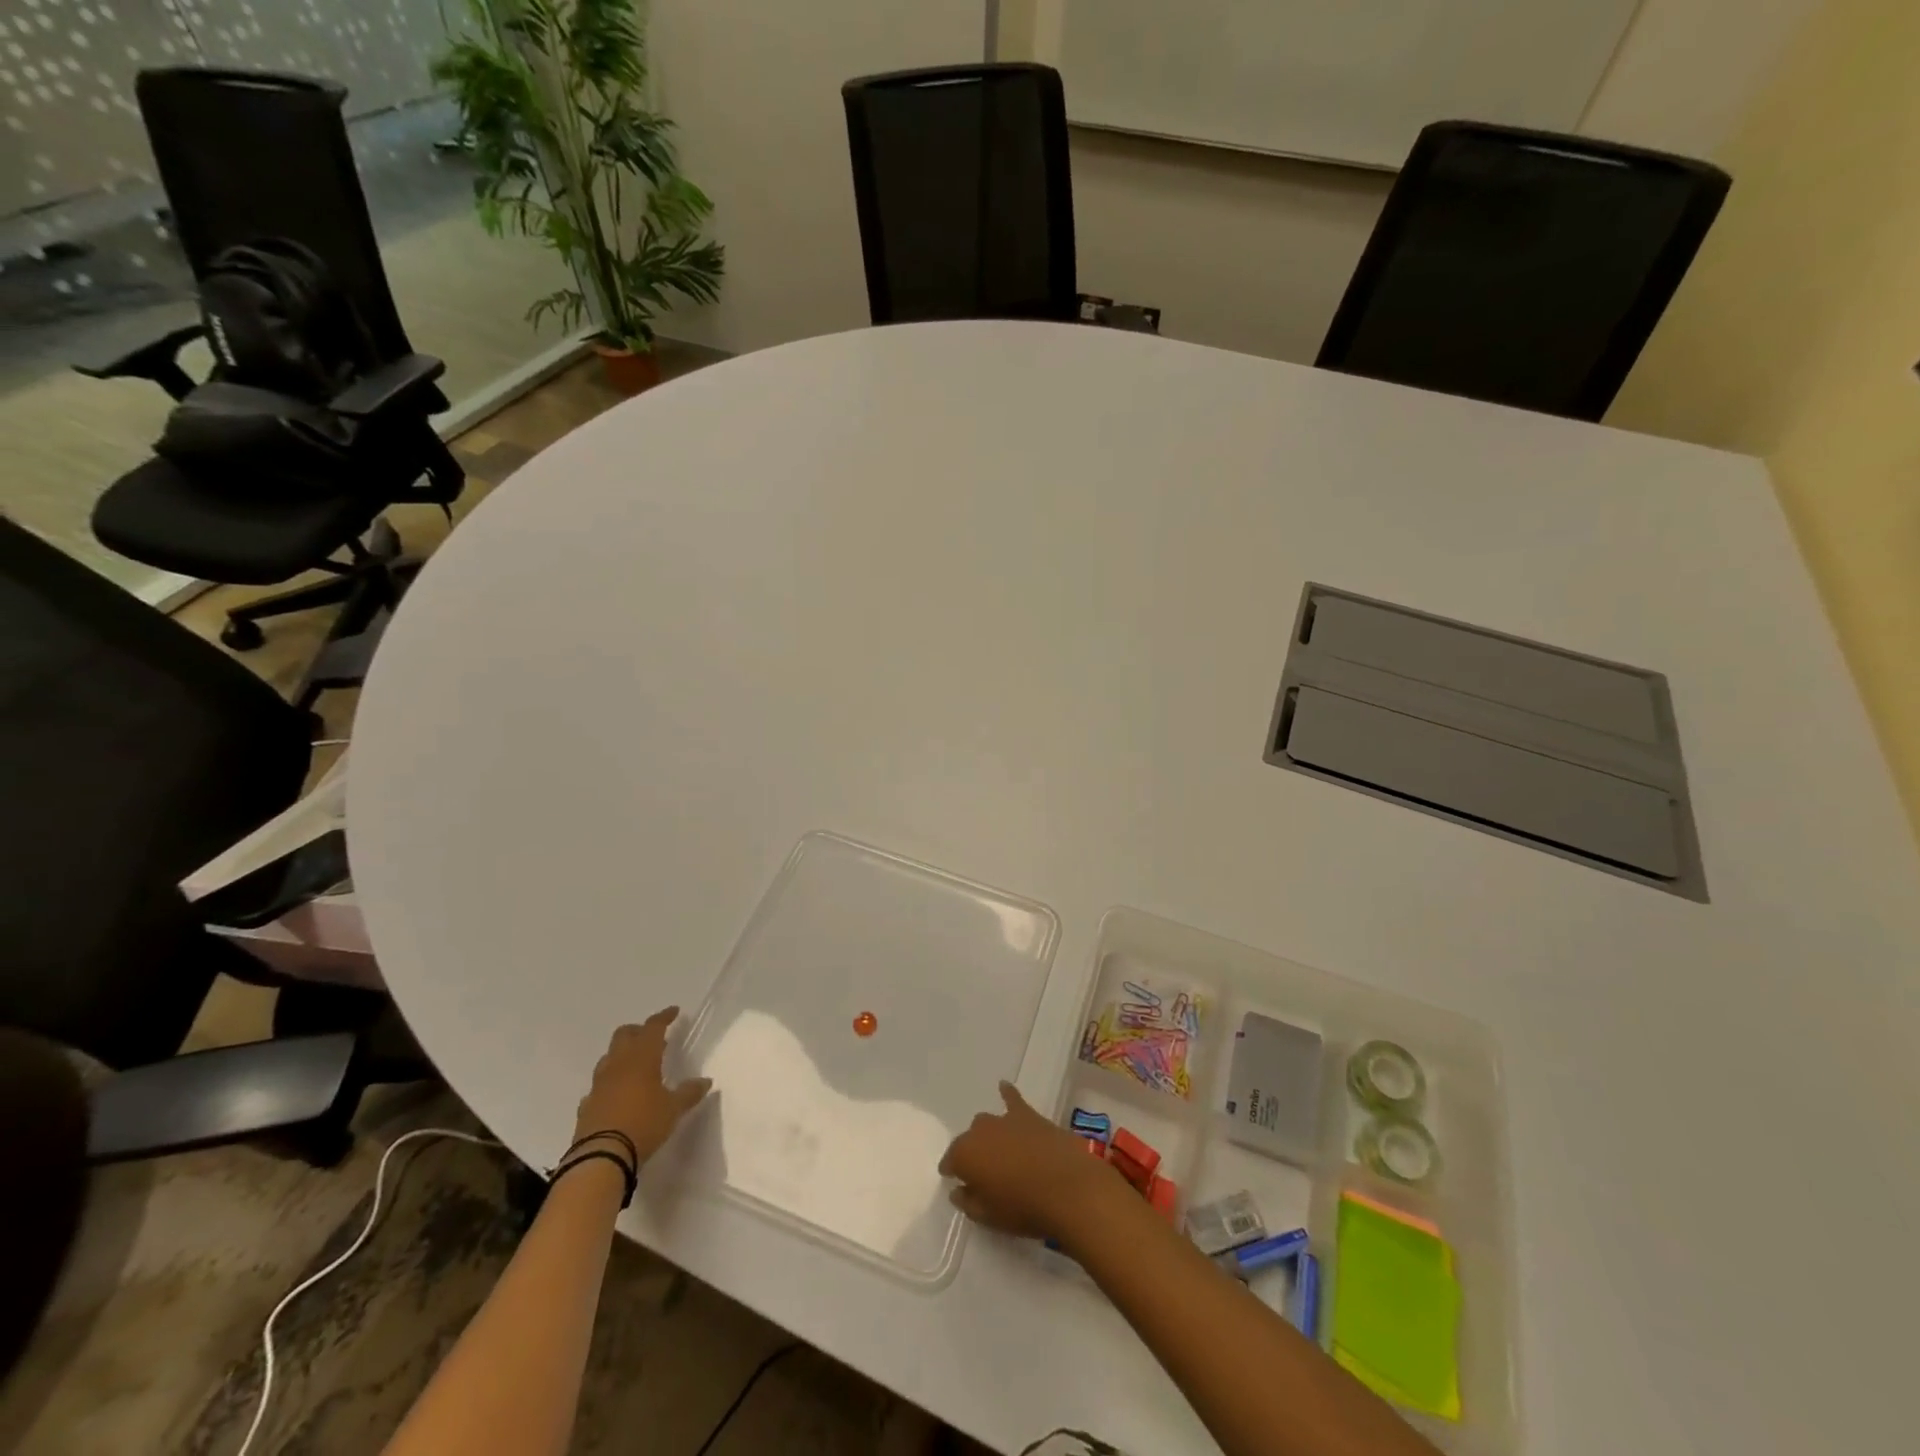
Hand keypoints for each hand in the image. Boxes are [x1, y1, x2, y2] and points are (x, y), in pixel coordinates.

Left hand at [571, 1008, 711, 1164]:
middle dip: (638, 1031)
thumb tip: (705, 1081)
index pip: (653, 1028)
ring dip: (622, 1054)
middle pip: (624, 1035)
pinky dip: (609, 1082)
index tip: (674, 1011)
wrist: (601, 1158)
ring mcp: (599, 1085)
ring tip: (636, 1064)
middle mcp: (618, 1065)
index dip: (664, 1017)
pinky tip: (617, 1094)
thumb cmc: (643, 1124)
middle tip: (653, 1037)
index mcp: (642, 1058)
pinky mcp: (586, 1105)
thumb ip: (689, 1093)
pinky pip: (598, 1085)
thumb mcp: (673, 1109)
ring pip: (608, 1057)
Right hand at [939, 1081, 1125, 1242]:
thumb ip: (968, 1202)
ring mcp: (1005, 1119)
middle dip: (973, 1153)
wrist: (1069, 1188)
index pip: (951, 1160)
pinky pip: (1013, 1099)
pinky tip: (1004, 1086)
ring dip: (990, 1135)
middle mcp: (980, 1130)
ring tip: (999, 1151)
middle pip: (970, 1139)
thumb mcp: (989, 1217)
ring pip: (988, 1123)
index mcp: (965, 1155)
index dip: (952, 1171)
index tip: (955, 1181)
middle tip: (984, 1173)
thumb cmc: (1024, 1208)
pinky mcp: (1030, 1115)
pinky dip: (1008, 1094)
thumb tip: (958, 1190)